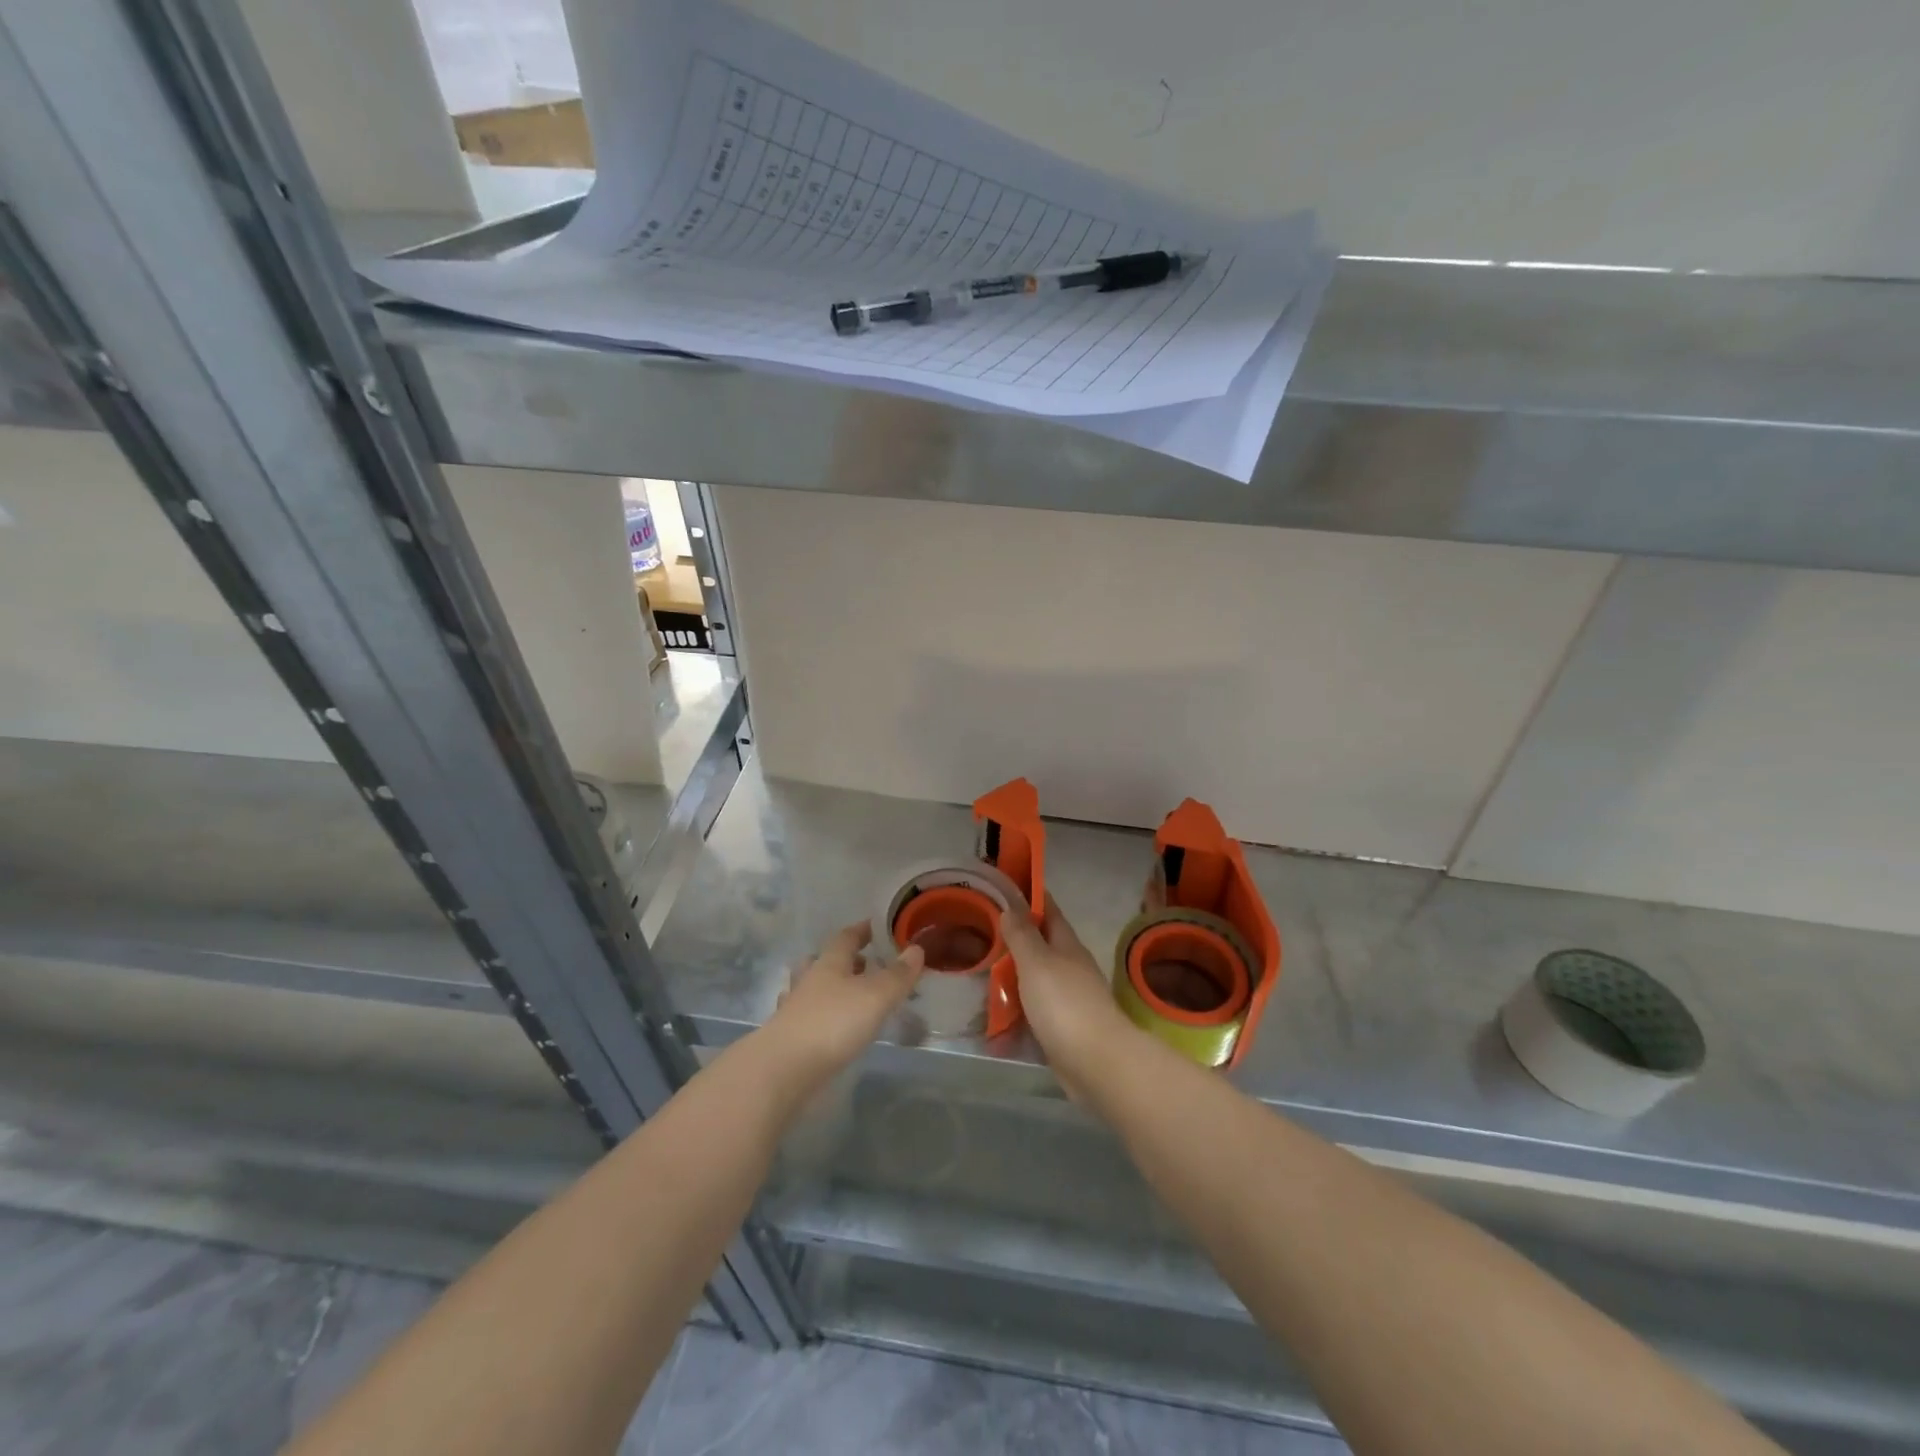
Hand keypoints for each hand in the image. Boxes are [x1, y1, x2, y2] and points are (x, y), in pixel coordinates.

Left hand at [763, 922, 922, 1086]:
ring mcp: (794, 1009)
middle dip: (843, 960)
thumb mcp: (875, 997)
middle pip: (823, 961)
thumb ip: (897, 975)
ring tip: (845, 994)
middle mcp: (809, 981)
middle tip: (864, 964)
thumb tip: (916, 948)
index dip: (861, 930)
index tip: (875, 927)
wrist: (782, 1069)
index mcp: (830, 964)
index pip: (845, 938)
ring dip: (827, 987)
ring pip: (811, 988)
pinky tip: (825, 1027)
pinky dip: (817, 1016)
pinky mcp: (787, 1038)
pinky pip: (804, 1017)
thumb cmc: (833, 1023)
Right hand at [1000, 897, 1134, 1088]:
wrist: (1097, 1062)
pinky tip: (994, 1015)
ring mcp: (1068, 999)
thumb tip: (1011, 906)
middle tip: (981, 932)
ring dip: (1013, 976)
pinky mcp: (1062, 1029)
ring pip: (1035, 979)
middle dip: (1015, 938)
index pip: (1049, 911)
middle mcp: (1070, 967)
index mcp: (1066, 945)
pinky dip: (1015, 1010)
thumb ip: (1022, 935)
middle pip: (1040, 945)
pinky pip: (1033, 1011)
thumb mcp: (1037, 962)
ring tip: (981, 972)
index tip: (1006, 887)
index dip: (1030, 897)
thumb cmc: (1065, 1003)